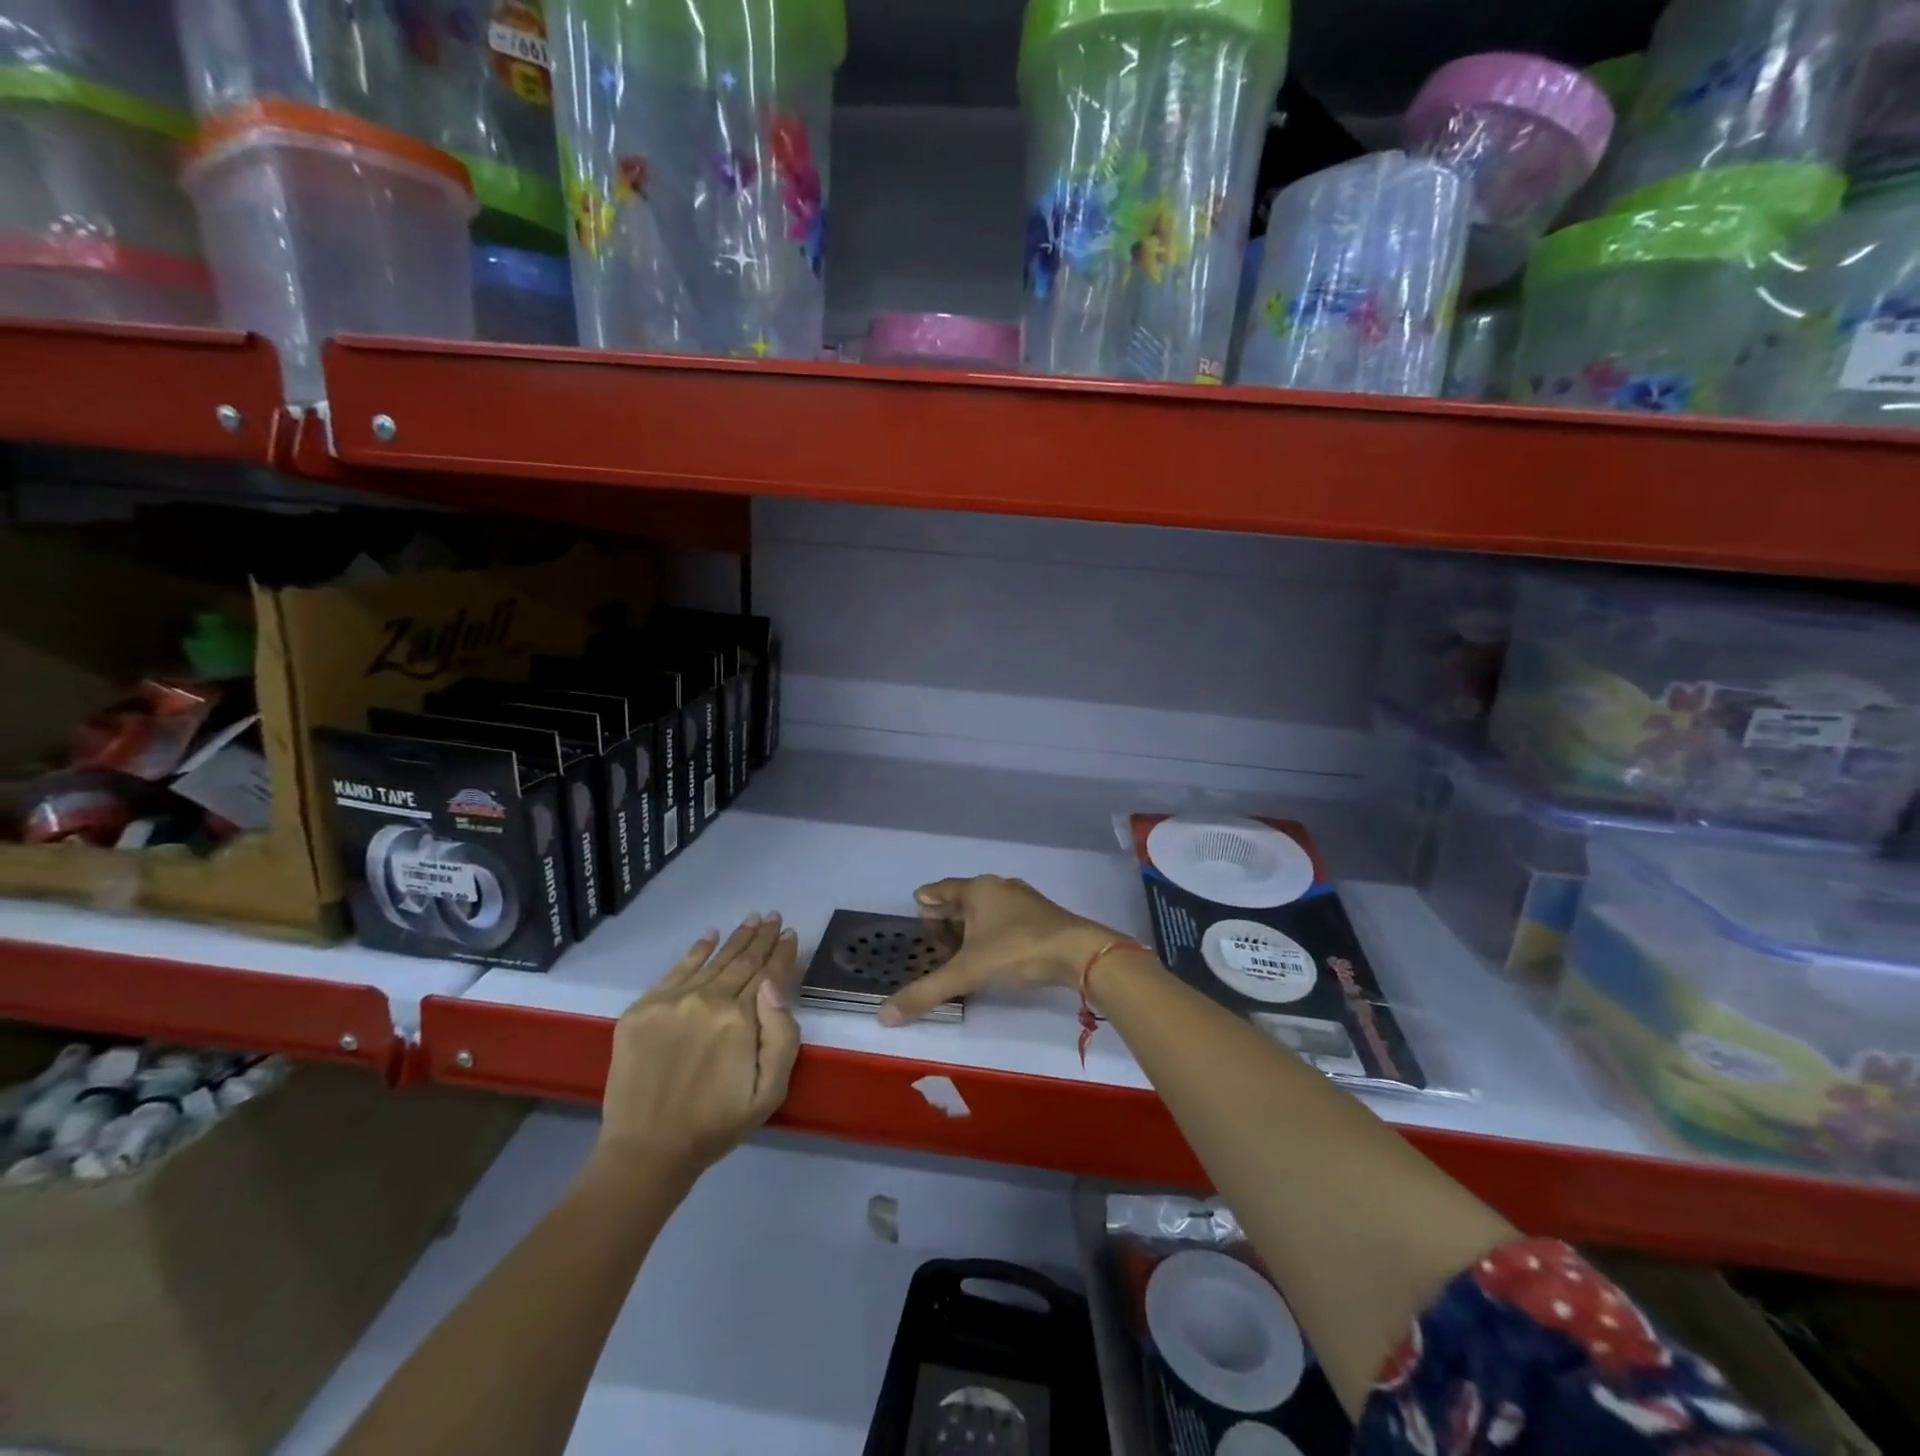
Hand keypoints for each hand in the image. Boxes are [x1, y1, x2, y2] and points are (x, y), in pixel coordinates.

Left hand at [596, 913, 801, 1181]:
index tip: (789, 934)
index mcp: (741, 1019)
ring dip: (736, 938)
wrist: (646, 1150)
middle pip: (743, 961)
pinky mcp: (643, 1008)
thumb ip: (782, 1035)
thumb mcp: (770, 1092)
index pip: (769, 974)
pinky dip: (697, 950)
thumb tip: (773, 984)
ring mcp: (672, 1000)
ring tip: (751, 919)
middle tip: (773, 916)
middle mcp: (708, 999)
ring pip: (713, 960)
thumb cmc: (716, 1124)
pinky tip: (710, 935)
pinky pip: (676, 969)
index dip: (782, 953)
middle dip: (761, 937)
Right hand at [879, 876, 1122, 1025]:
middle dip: (948, 912)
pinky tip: (991, 949)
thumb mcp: (968, 973)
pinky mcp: (1042, 917)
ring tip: (958, 941)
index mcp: (978, 890)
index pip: (944, 889)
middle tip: (931, 928)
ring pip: (988, 908)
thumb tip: (884, 1016)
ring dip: (971, 922)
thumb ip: (926, 992)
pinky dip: (991, 930)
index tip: (916, 902)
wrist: (1079, 953)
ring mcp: (1024, 901)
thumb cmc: (1017, 950)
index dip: (928, 897)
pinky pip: (1006, 918)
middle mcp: (999, 888)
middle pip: (965, 897)